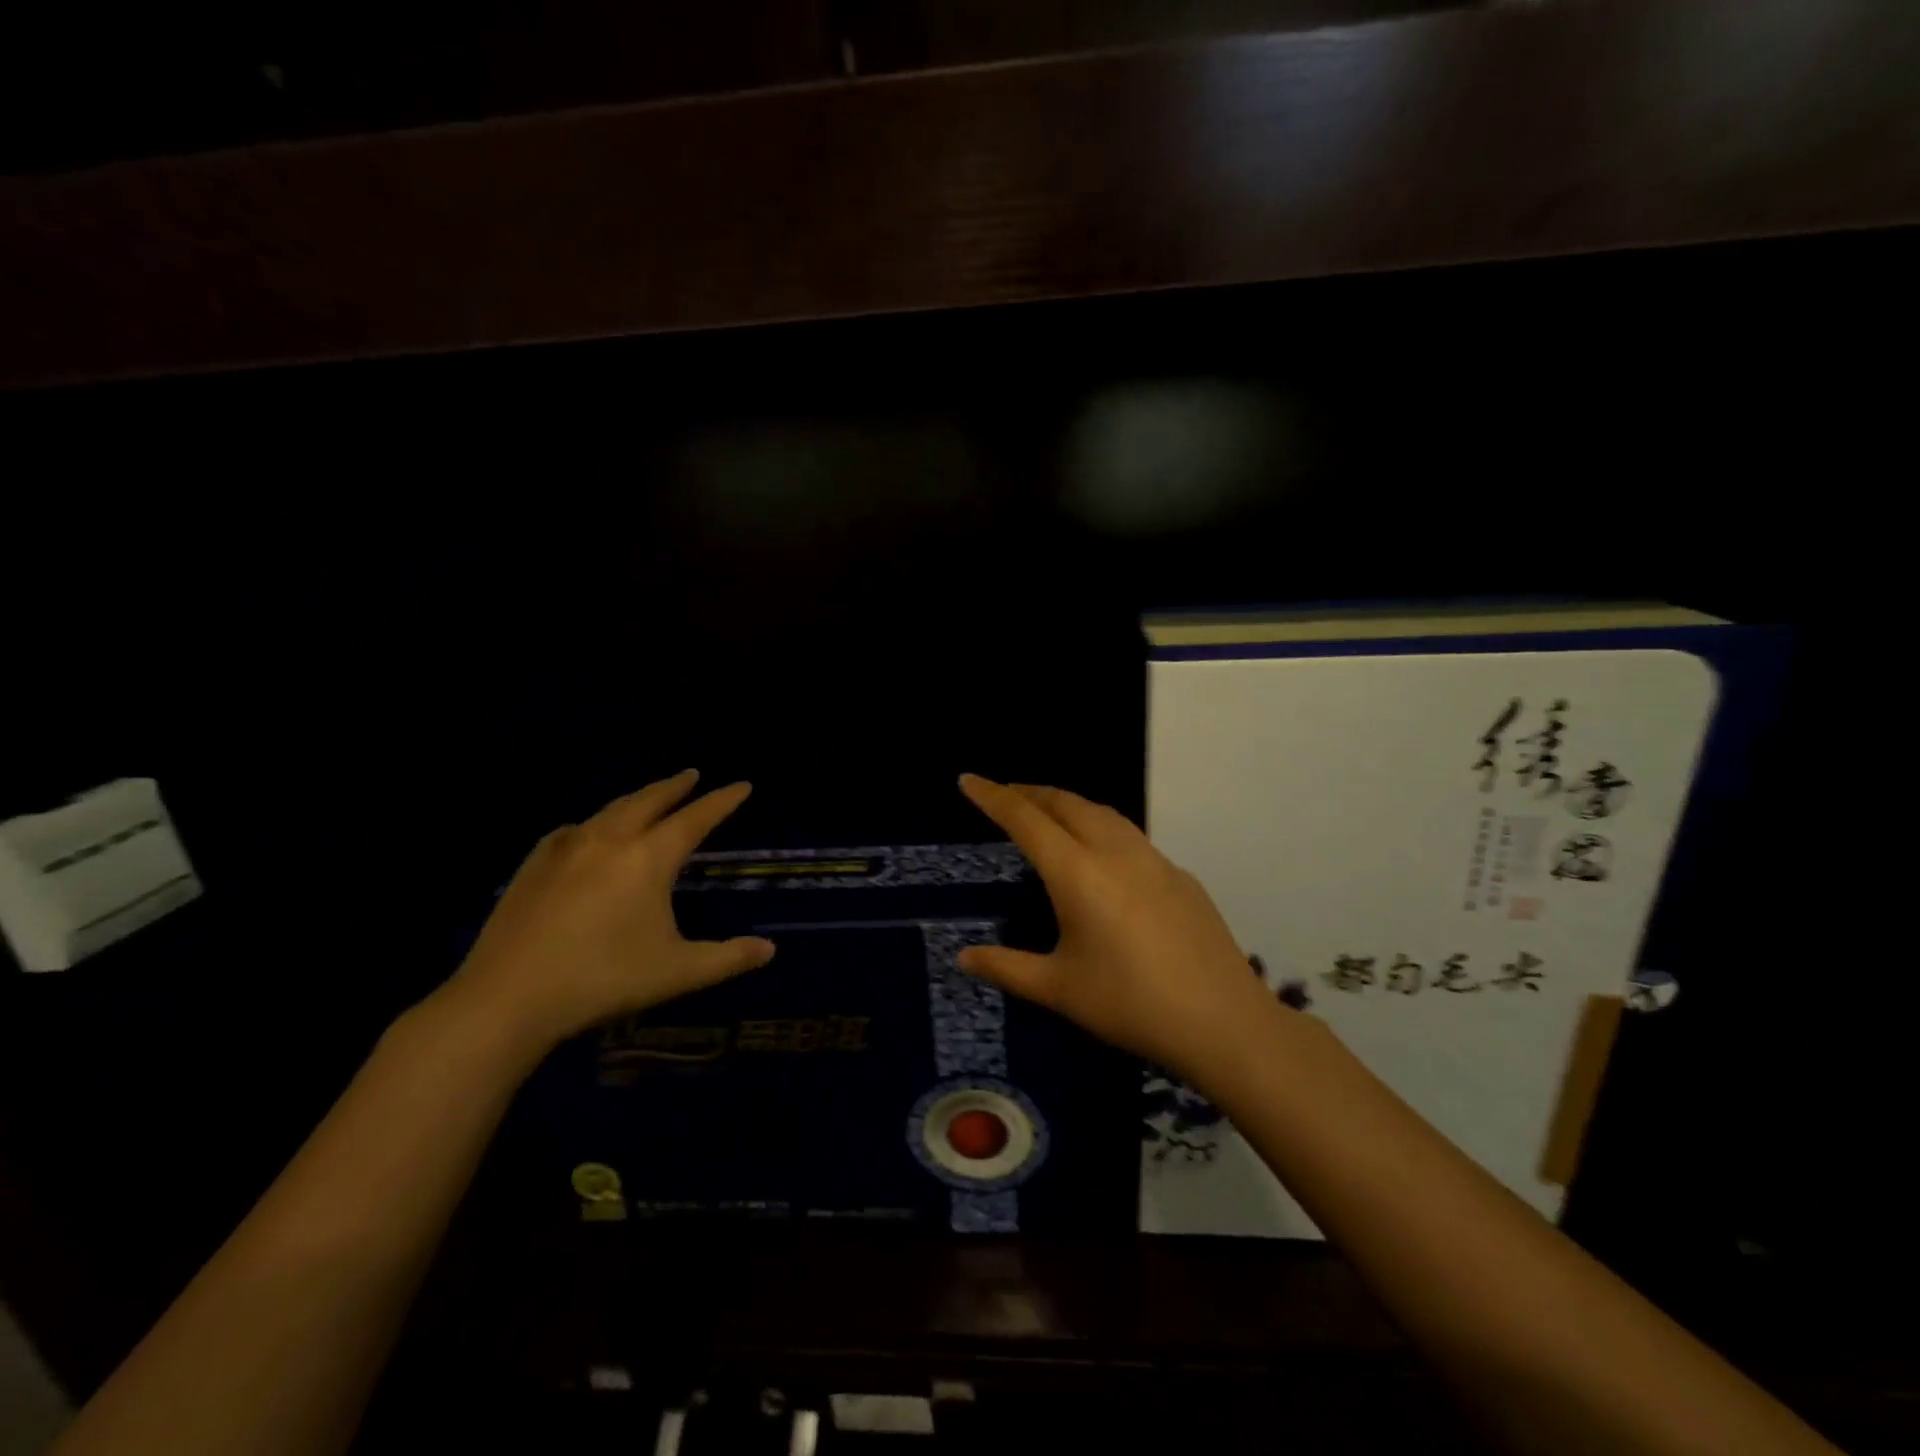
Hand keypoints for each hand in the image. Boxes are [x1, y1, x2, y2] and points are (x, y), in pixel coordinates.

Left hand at [445, 770, 774, 1048]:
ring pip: (610, 810)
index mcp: (649, 858)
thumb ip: (728, 958)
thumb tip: (770, 950)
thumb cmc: (603, 979)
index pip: (696, 818)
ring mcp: (566, 849)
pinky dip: (592, 823)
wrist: (507, 997)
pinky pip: (572, 830)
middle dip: (675, 786)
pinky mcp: (533, 865)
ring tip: (648, 797)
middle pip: (650, 800)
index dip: (722, 801)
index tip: (742, 785)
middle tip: (692, 775)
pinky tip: (586, 833)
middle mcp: (610, 840)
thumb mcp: (677, 972)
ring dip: (637, 799)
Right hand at [956, 775, 1282, 1082]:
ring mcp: (1153, 859)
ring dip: (1068, 805)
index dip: (993, 796)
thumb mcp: (1059, 989)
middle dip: (1031, 793)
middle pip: (1065, 803)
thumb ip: (1006, 967)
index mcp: (1076, 872)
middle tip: (1005, 796)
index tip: (969, 779)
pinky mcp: (1179, 875)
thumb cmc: (1129, 1003)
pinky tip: (1103, 859)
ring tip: (1049, 815)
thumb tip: (963, 957)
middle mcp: (1113, 851)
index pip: (1025, 819)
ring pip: (1102, 813)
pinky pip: (1130, 836)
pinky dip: (1101, 828)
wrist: (1222, 1020)